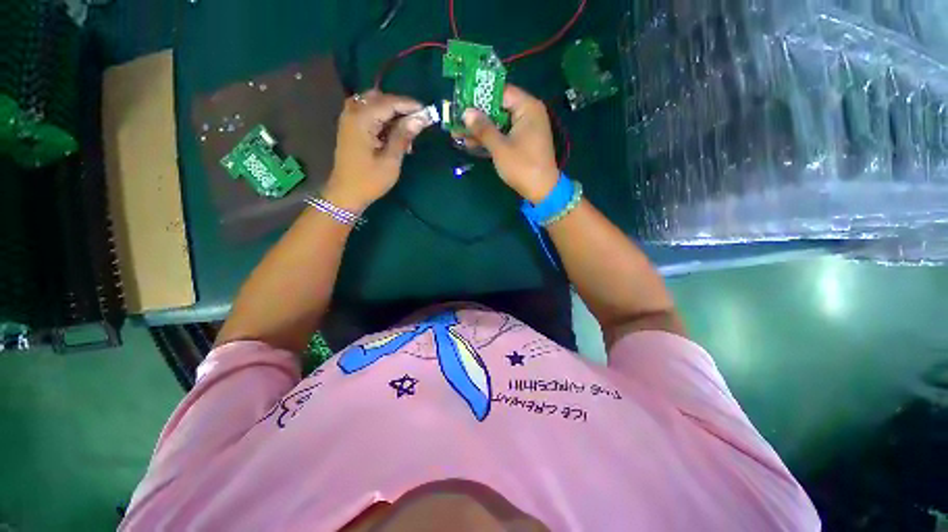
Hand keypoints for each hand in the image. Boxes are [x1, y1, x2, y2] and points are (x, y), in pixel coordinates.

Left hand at [324, 90, 433, 210]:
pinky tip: (393, 133)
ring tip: (406, 129)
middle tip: (417, 121)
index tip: (427, 112)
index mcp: (361, 120)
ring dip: (391, 112)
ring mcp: (349, 119)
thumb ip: (403, 136)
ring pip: (373, 103)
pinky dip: (382, 118)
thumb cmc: (369, 181)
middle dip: (400, 107)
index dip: (409, 105)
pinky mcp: (350, 127)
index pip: (389, 103)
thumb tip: (419, 119)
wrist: (346, 193)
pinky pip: (368, 113)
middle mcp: (353, 113)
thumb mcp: (390, 161)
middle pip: (379, 98)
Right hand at [462, 85, 559, 202]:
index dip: (479, 96)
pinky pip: (502, 134)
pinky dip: (489, 139)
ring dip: (480, 130)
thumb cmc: (522, 166)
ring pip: (498, 123)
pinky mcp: (521, 142)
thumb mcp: (500, 147)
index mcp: (527, 107)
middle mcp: (527, 113)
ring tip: (457, 134)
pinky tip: (470, 143)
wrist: (541, 190)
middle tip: (456, 119)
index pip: (500, 92)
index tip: (461, 101)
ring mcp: (524, 129)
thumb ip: (483, 128)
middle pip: (497, 108)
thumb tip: (466, 112)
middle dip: (476, 116)